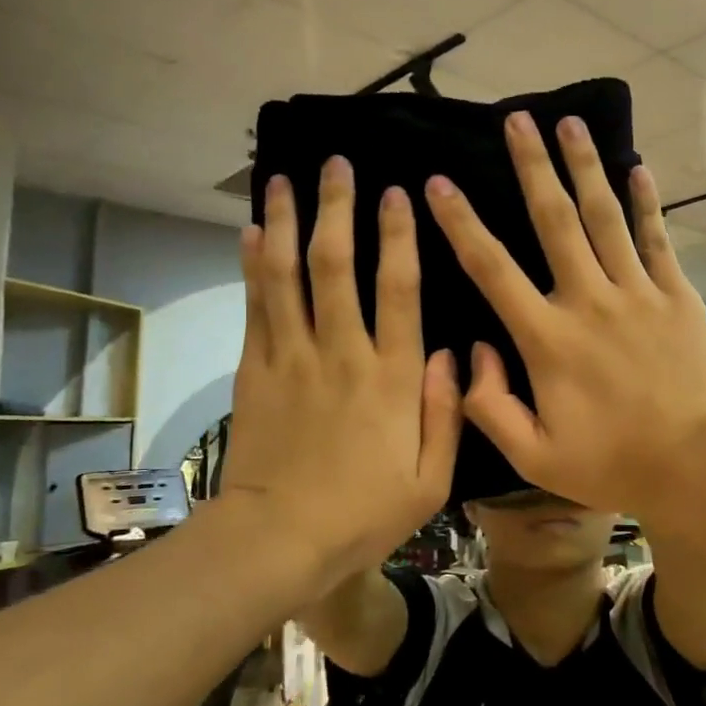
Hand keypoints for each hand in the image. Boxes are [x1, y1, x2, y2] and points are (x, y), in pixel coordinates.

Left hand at [217, 158, 460, 596]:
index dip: (399, 237)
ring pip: (289, 275)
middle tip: (337, 165)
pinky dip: (254, 266)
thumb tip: (451, 353)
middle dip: (339, 209)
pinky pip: (255, 307)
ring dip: (289, 222)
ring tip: (285, 178)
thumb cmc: (364, 514)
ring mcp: (292, 359)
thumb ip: (446, 412)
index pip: (399, 289)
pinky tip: (254, 232)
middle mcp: (342, 353)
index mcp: (392, 378)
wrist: (279, 541)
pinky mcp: (255, 371)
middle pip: (338, 266)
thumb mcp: (431, 479)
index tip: (398, 194)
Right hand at [423, 110, 705, 520]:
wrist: (694, 465)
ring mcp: (637, 293)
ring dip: (585, 167)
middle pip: (554, 221)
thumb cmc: (611, 463)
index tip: (439, 184)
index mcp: (547, 338)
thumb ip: (489, 406)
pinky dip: (646, 203)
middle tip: (517, 119)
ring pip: (605, 217)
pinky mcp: (675, 297)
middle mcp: (589, 300)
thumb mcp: (533, 455)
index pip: (492, 269)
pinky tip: (637, 169)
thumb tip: (475, 352)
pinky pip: (656, 240)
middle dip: (532, 166)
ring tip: (570, 123)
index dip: (461, 224)